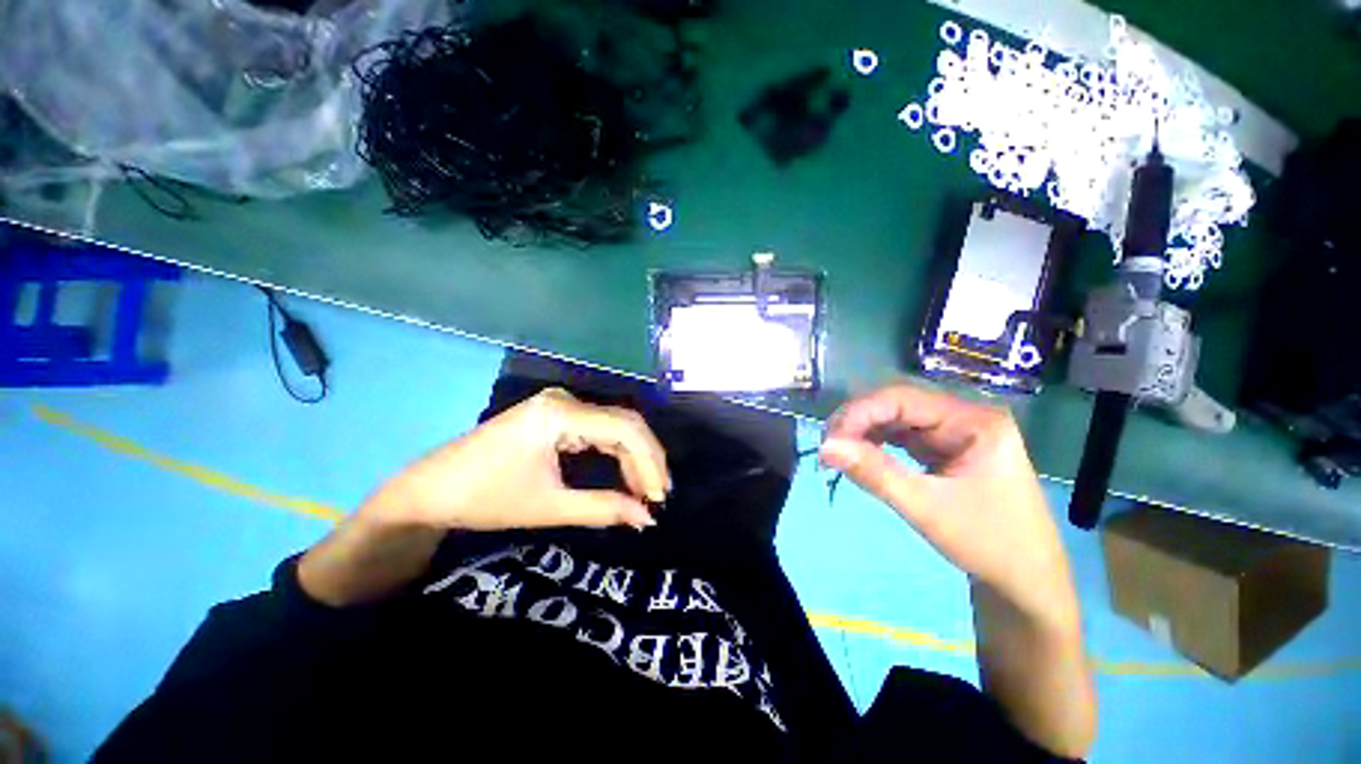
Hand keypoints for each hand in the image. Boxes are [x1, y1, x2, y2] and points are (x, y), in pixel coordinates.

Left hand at [369, 388, 670, 531]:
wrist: (430, 491)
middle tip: (658, 495)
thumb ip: (602, 509)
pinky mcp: (556, 416)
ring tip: (647, 490)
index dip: (649, 462)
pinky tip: (625, 474)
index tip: (659, 497)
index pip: (625, 429)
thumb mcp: (548, 506)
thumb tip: (646, 518)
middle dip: (646, 459)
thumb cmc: (485, 498)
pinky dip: (616, 453)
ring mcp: (560, 406)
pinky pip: (599, 430)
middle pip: (624, 423)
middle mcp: (566, 401)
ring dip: (634, 457)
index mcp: (561, 414)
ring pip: (614, 426)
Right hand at [818, 384, 1076, 628]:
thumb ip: (873, 473)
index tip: (827, 440)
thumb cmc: (987, 544)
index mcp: (974, 420)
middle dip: (858, 421)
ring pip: (896, 417)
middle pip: (897, 403)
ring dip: (864, 431)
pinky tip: (861, 454)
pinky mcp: (946, 445)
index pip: (901, 399)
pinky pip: (902, 434)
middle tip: (828, 447)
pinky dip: (877, 442)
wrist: (1026, 582)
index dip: (859, 413)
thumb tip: (823, 448)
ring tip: (838, 451)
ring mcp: (956, 430)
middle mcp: (965, 415)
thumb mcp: (926, 508)